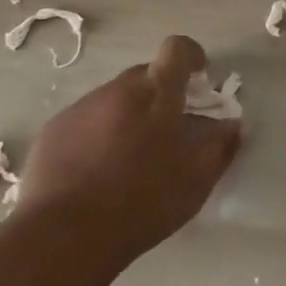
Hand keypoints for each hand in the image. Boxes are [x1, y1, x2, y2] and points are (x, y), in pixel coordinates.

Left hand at [18, 35, 241, 262]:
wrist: (64, 236)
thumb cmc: (142, 203)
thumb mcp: (196, 181)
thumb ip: (219, 146)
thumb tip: (231, 125)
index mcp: (157, 93)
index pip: (177, 49)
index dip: (191, 57)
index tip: (197, 82)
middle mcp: (118, 89)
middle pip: (145, 75)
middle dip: (160, 94)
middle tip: (166, 132)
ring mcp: (82, 107)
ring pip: (114, 99)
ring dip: (128, 116)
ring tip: (128, 158)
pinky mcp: (54, 130)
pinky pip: (85, 120)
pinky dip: (97, 135)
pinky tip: (95, 172)